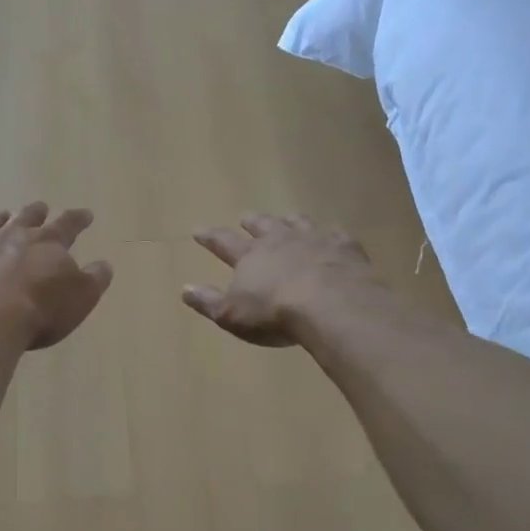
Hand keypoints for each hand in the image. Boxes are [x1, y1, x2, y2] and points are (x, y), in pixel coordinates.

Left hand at [0, 202, 113, 349]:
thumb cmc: (39, 311)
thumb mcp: (81, 298)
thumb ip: (94, 278)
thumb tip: (104, 264)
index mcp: (48, 243)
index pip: (68, 225)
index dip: (79, 219)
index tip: (86, 214)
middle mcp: (13, 236)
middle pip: (28, 218)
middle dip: (37, 213)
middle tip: (41, 206)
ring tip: (3, 214)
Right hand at [182, 213, 375, 346]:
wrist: (330, 305)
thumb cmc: (274, 313)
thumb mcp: (231, 315)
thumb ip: (208, 301)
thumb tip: (185, 289)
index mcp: (250, 256)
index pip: (224, 242)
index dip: (210, 237)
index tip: (198, 229)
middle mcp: (279, 240)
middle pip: (262, 225)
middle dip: (252, 221)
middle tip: (245, 216)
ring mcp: (313, 239)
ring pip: (298, 222)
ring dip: (290, 220)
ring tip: (288, 218)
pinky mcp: (344, 247)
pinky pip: (335, 234)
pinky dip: (331, 233)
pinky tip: (333, 235)